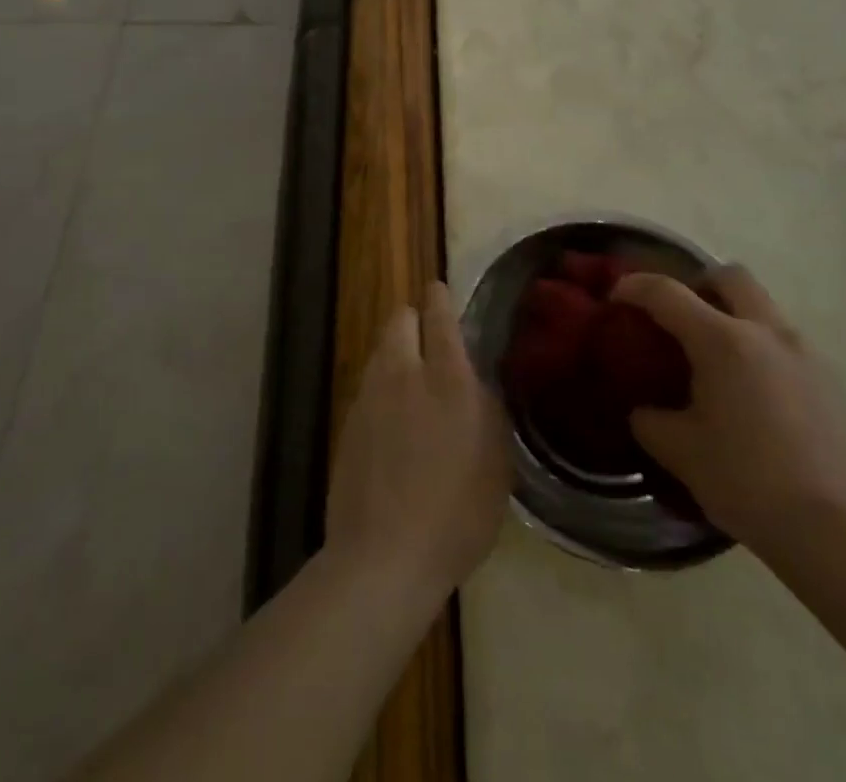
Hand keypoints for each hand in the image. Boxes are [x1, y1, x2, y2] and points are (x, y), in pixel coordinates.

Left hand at [324, 282, 511, 603]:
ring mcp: (370, 395)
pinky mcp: (348, 420)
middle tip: (429, 339)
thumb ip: (487, 407)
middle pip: (400, 320)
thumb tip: (475, 379)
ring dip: (396, 352)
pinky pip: (368, 383)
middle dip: (413, 319)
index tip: (439, 290)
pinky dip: (381, 385)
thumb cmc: (457, 513)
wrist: (384, 556)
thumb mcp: (497, 461)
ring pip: (381, 350)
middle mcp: (405, 374)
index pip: (440, 317)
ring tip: (412, 380)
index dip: (439, 298)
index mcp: (448, 379)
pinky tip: (392, 418)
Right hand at [612, 266, 845, 560]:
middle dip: (699, 284)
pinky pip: (785, 344)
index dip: (634, 287)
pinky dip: (760, 349)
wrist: (839, 534)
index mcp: (722, 340)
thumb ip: (650, 419)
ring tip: (714, 360)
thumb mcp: (679, 451)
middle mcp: (766, 332)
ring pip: (763, 308)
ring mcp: (805, 355)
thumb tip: (644, 410)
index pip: (666, 292)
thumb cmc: (747, 481)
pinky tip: (750, 394)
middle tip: (679, 317)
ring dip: (734, 316)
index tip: (614, 298)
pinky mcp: (830, 383)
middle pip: (730, 276)